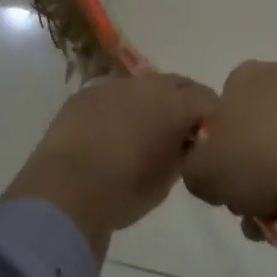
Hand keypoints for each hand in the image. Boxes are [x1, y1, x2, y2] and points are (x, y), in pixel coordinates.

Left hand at [2, 73, 215, 259]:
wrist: (65, 191)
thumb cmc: (124, 190)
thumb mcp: (167, 178)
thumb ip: (183, 152)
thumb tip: (185, 141)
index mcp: (174, 103)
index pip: (207, 100)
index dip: (211, 118)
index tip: (208, 139)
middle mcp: (147, 85)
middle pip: (177, 85)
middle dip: (183, 103)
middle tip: (180, 133)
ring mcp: (113, 86)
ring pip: (143, 87)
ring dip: (150, 103)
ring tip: (143, 132)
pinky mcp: (85, 95)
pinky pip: (113, 95)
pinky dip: (120, 108)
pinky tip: (111, 132)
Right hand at [181, 61, 276, 244]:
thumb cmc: (257, 160)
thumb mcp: (201, 173)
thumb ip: (194, 168)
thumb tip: (209, 171)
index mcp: (247, 75)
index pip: (224, 107)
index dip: (218, 147)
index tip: (222, 179)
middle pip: (258, 131)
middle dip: (250, 170)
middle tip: (247, 206)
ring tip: (276, 223)